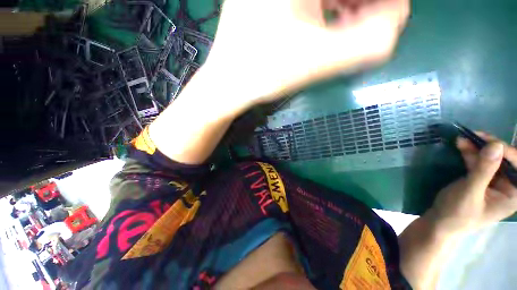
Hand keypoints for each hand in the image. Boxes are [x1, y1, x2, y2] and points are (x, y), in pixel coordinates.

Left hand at [204, 0, 409, 112]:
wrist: (229, 83)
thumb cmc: (265, 74)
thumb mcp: (319, 61)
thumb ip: (369, 43)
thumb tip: (396, 23)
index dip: (379, 6)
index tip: (388, 19)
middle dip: (365, 5)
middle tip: (375, 25)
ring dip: (348, 5)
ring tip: (351, 29)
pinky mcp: (268, 1)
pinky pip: (310, 0)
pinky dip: (328, 8)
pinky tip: (329, 27)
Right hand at [427, 133, 516, 236]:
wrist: (440, 222)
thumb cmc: (457, 213)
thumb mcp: (470, 193)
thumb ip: (483, 170)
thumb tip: (495, 144)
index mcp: (513, 194)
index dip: (507, 152)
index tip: (489, 142)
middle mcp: (508, 186)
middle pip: (506, 160)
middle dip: (492, 147)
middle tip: (474, 136)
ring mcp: (495, 182)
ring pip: (492, 158)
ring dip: (478, 148)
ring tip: (463, 139)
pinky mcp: (482, 179)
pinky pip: (481, 162)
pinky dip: (471, 153)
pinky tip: (462, 146)